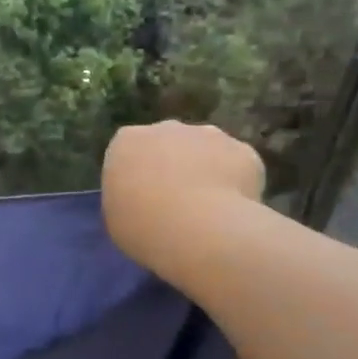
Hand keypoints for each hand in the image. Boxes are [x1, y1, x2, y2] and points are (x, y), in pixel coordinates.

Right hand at [102, 121, 265, 268]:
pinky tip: (232, 210)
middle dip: (172, 165)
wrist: (199, 230)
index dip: (136, 175)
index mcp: (127, 142)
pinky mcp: (243, 150)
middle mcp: (166, 128)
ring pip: (205, 150)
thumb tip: (141, 200)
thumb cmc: (143, 226)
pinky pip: (236, 166)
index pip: (128, 151)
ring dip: (204, 169)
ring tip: (206, 208)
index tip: (141, 199)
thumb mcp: (114, 217)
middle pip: (168, 143)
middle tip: (174, 202)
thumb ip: (127, 198)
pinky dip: (235, 183)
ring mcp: (208, 135)